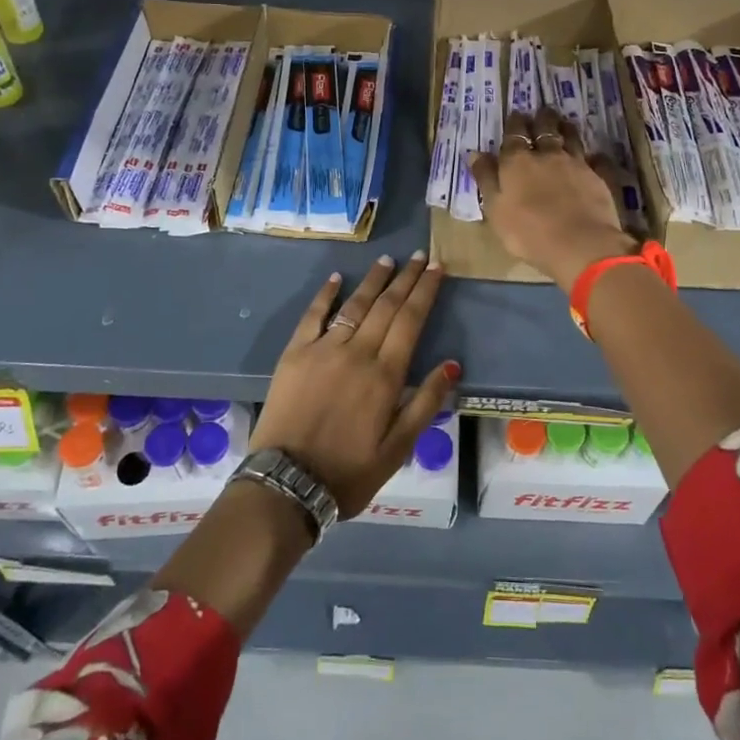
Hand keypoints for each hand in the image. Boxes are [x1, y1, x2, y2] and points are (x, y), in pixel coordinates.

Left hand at [249, 253, 458, 519]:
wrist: (288, 483)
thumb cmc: (349, 472)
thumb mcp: (398, 449)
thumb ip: (426, 403)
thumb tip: (452, 364)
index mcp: (385, 374)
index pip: (411, 320)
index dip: (425, 291)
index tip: (437, 267)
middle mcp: (357, 352)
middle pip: (386, 305)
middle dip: (406, 278)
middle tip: (420, 255)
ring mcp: (323, 349)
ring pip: (354, 304)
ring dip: (373, 280)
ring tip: (388, 260)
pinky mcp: (295, 353)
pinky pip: (313, 315)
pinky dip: (326, 294)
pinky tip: (336, 278)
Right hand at [469, 107, 636, 291]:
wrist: (579, 244)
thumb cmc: (527, 231)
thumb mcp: (495, 208)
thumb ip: (486, 179)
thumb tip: (476, 153)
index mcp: (517, 161)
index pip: (514, 135)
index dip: (515, 124)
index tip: (516, 115)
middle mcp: (547, 155)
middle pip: (545, 130)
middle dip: (542, 119)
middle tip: (542, 111)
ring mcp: (576, 164)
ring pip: (572, 138)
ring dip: (567, 129)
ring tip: (565, 122)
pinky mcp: (599, 177)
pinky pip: (598, 161)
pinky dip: (596, 156)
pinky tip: (596, 155)